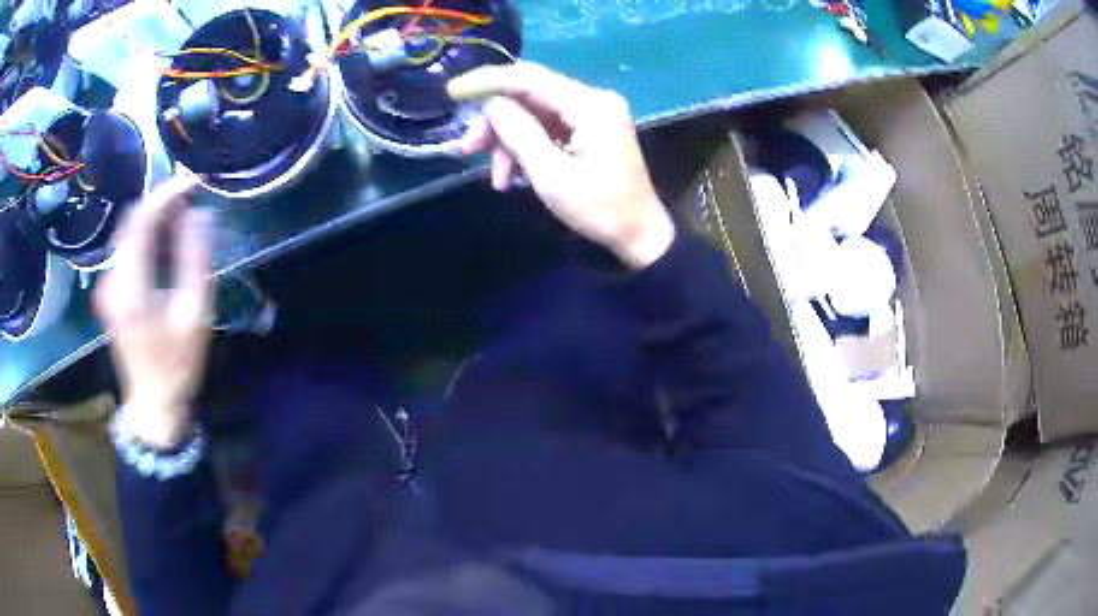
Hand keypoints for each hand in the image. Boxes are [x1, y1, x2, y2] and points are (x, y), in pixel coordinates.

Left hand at [94, 175, 212, 449]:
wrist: (153, 404)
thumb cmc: (177, 365)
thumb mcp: (194, 315)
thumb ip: (195, 261)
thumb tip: (201, 214)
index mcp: (129, 288)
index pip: (141, 222)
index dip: (166, 195)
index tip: (192, 181)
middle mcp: (111, 280)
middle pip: (130, 222)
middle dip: (160, 201)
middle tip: (190, 193)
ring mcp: (107, 286)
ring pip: (127, 233)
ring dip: (153, 217)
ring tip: (183, 211)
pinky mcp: (110, 291)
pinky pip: (126, 249)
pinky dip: (146, 235)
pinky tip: (165, 237)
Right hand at [453, 62, 674, 269]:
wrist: (639, 234)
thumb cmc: (599, 210)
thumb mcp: (551, 176)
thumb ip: (519, 134)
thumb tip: (492, 104)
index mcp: (590, 105)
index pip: (529, 78)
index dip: (488, 81)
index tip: (453, 92)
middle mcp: (593, 99)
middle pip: (529, 96)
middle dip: (494, 122)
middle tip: (466, 149)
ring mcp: (593, 113)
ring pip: (533, 113)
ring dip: (507, 140)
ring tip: (497, 179)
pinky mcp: (590, 128)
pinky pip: (547, 127)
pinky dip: (525, 147)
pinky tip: (513, 175)